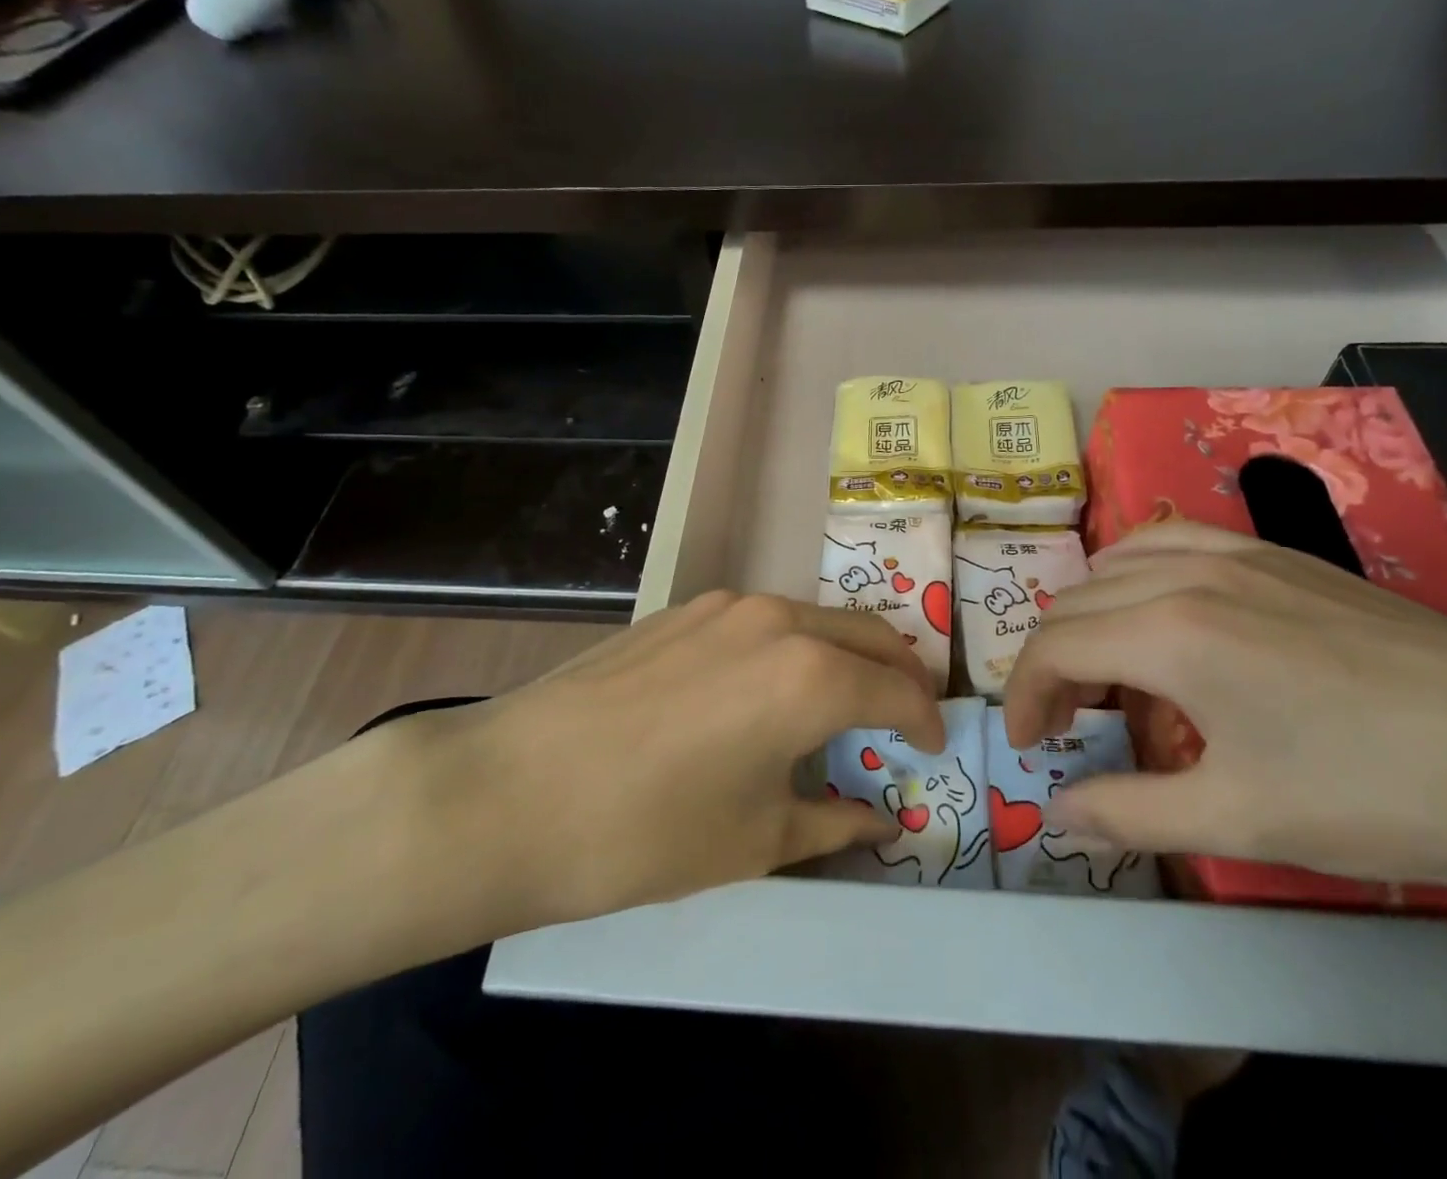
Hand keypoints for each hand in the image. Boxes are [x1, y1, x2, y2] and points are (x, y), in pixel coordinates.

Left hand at [378, 592, 944, 940]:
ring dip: (847, 653)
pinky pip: (765, 620)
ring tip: (843, 701)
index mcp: (811, 675)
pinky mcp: (683, 609)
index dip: (926, 721)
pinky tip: (769, 688)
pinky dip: (794, 646)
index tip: (934, 747)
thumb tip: (877, 819)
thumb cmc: (647, 831)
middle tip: (906, 716)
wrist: (511, 790)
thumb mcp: (755, 841)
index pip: (898, 691)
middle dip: (900, 673)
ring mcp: (726, 606)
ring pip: (816, 618)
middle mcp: (779, 621)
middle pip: (869, 635)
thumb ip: (833, 823)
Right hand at [1003, 522, 1446, 920]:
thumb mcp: (1241, 821)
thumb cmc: (1380, 793)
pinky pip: (1170, 540)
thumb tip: (1058, 812)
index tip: (1030, 745)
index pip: (1054, 648)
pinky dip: (1134, 572)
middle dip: (1050, 664)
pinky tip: (1155, 607)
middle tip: (1067, 725)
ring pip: (1114, 564)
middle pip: (1074, 604)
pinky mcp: (1273, 552)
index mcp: (1169, 635)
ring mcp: (1233, 553)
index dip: (1025, 697)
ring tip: (1107, 670)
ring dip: (1088, 616)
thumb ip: (1131, 812)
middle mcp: (1185, 575)